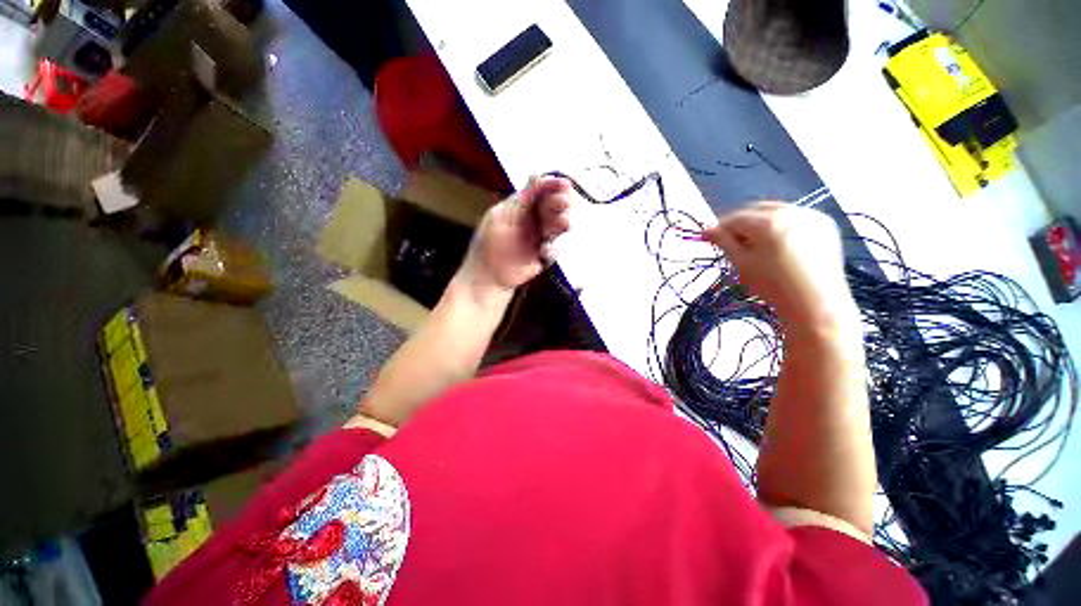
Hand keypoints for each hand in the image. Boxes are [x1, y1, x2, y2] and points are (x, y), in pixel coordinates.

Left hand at [456, 176, 572, 295]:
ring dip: (561, 224)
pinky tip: (543, 253)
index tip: (566, 185)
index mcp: (520, 206)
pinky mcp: (545, 254)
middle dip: (561, 204)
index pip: (541, 190)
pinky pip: (557, 247)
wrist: (489, 278)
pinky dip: (553, 249)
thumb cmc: (490, 246)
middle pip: (555, 206)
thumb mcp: (502, 218)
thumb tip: (536, 173)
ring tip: (562, 226)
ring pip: (559, 225)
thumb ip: (522, 199)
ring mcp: (540, 236)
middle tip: (563, 206)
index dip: (554, 185)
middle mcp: (533, 219)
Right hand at [701, 202, 857, 327]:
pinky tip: (778, 242)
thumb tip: (707, 231)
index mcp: (768, 223)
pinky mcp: (825, 223)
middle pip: (755, 209)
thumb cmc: (773, 287)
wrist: (817, 304)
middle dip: (740, 223)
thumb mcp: (742, 264)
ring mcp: (812, 215)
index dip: (719, 228)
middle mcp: (791, 211)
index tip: (708, 238)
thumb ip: (724, 242)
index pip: (735, 218)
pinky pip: (795, 216)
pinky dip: (781, 224)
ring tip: (755, 243)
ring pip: (775, 210)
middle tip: (730, 241)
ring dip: (760, 222)